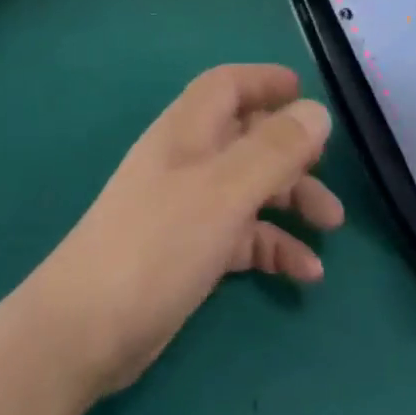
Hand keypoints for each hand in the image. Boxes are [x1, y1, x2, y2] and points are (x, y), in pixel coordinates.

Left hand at [29, 64, 342, 396]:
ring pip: (251, 189)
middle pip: (248, 138)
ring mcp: (189, 208)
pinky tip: (306, 273)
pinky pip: (243, 236)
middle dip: (292, 152)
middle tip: (329, 171)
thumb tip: (318, 112)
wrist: (84, 332)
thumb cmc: (158, 244)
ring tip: (331, 226)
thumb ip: (275, 149)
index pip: (228, 85)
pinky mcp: (191, 252)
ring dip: (292, 201)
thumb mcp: (225, 191)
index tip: (307, 92)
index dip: (265, 81)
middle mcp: (189, 162)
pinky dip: (275, 247)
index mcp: (188, 132)